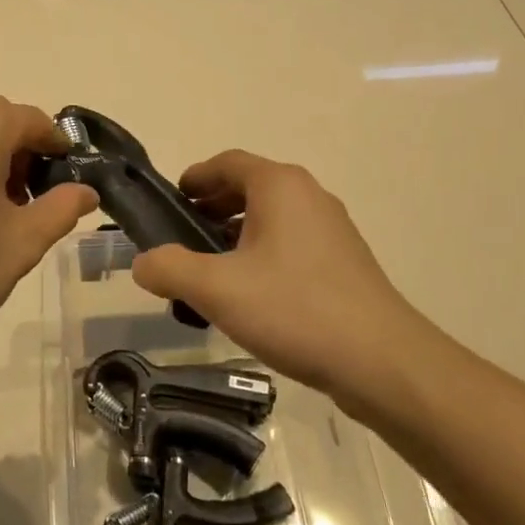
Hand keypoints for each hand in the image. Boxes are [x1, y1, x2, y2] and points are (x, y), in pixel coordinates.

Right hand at [130, 152, 431, 406]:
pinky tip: (248, 297)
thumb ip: (169, 269)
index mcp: (280, 186)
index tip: (168, 204)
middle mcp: (308, 196)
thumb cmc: (294, 309)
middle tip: (180, 241)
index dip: (194, 178)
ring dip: (234, 236)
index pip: (227, 163)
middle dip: (210, 209)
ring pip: (270, 219)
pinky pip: (290, 245)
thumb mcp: (217, 289)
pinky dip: (261, 256)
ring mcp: (331, 229)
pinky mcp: (343, 262)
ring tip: (208, 274)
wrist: (381, 361)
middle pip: (248, 188)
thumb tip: (143, 263)